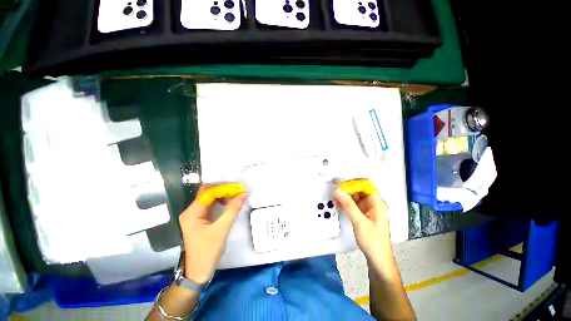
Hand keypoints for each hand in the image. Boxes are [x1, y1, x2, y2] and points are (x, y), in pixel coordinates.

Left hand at [179, 186, 247, 283]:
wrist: (198, 272)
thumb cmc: (208, 251)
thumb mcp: (222, 228)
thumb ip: (233, 209)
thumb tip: (244, 194)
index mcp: (192, 212)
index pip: (208, 192)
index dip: (224, 188)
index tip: (238, 188)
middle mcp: (191, 211)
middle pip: (208, 193)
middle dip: (223, 190)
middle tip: (238, 191)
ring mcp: (194, 216)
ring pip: (210, 199)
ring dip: (223, 195)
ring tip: (236, 196)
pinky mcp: (199, 220)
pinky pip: (210, 206)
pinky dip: (220, 202)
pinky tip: (229, 203)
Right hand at [334, 187, 392, 265]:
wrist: (378, 259)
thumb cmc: (372, 240)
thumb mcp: (359, 221)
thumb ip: (348, 205)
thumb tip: (338, 190)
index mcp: (377, 203)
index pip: (366, 185)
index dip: (354, 183)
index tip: (341, 186)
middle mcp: (374, 204)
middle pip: (360, 189)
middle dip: (347, 190)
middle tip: (336, 193)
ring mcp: (369, 209)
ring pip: (356, 196)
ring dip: (346, 197)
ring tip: (336, 200)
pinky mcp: (364, 214)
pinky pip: (354, 204)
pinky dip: (347, 203)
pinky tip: (340, 206)